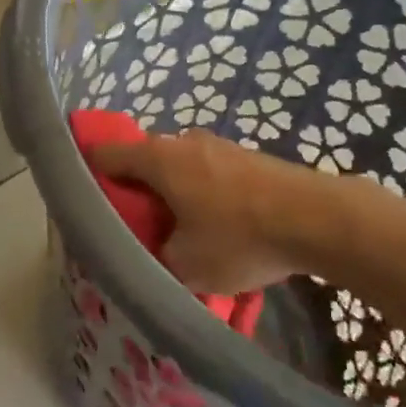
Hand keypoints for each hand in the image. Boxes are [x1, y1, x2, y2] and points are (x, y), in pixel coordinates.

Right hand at [86, 132, 352, 294]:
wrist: (317, 218)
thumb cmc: (240, 237)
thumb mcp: (186, 265)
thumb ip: (156, 255)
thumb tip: (156, 248)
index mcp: (158, 159)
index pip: (105, 154)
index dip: (91, 175)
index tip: (88, 203)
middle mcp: (183, 141)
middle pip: (144, 162)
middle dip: (137, 192)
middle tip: (140, 228)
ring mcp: (218, 145)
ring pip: (179, 168)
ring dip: (174, 194)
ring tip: (183, 232)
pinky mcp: (247, 156)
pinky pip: (208, 173)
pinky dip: (203, 194)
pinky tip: (220, 226)